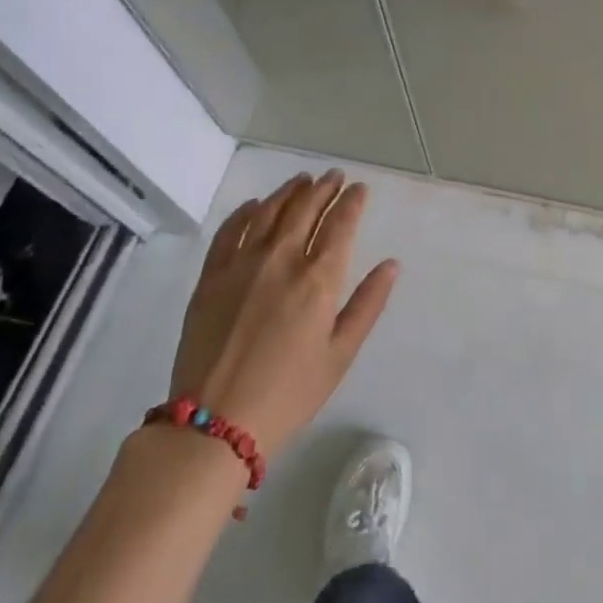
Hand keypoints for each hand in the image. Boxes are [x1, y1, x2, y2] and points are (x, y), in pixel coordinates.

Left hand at [168, 170, 398, 458]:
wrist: (214, 425)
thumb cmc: (288, 394)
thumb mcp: (340, 355)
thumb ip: (368, 304)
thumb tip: (391, 264)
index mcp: (319, 279)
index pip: (341, 223)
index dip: (352, 201)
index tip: (359, 188)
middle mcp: (283, 259)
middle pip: (306, 208)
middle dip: (324, 188)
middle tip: (334, 176)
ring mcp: (243, 264)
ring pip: (270, 211)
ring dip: (289, 191)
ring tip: (302, 180)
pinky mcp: (211, 276)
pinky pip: (230, 230)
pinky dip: (246, 211)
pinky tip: (255, 205)